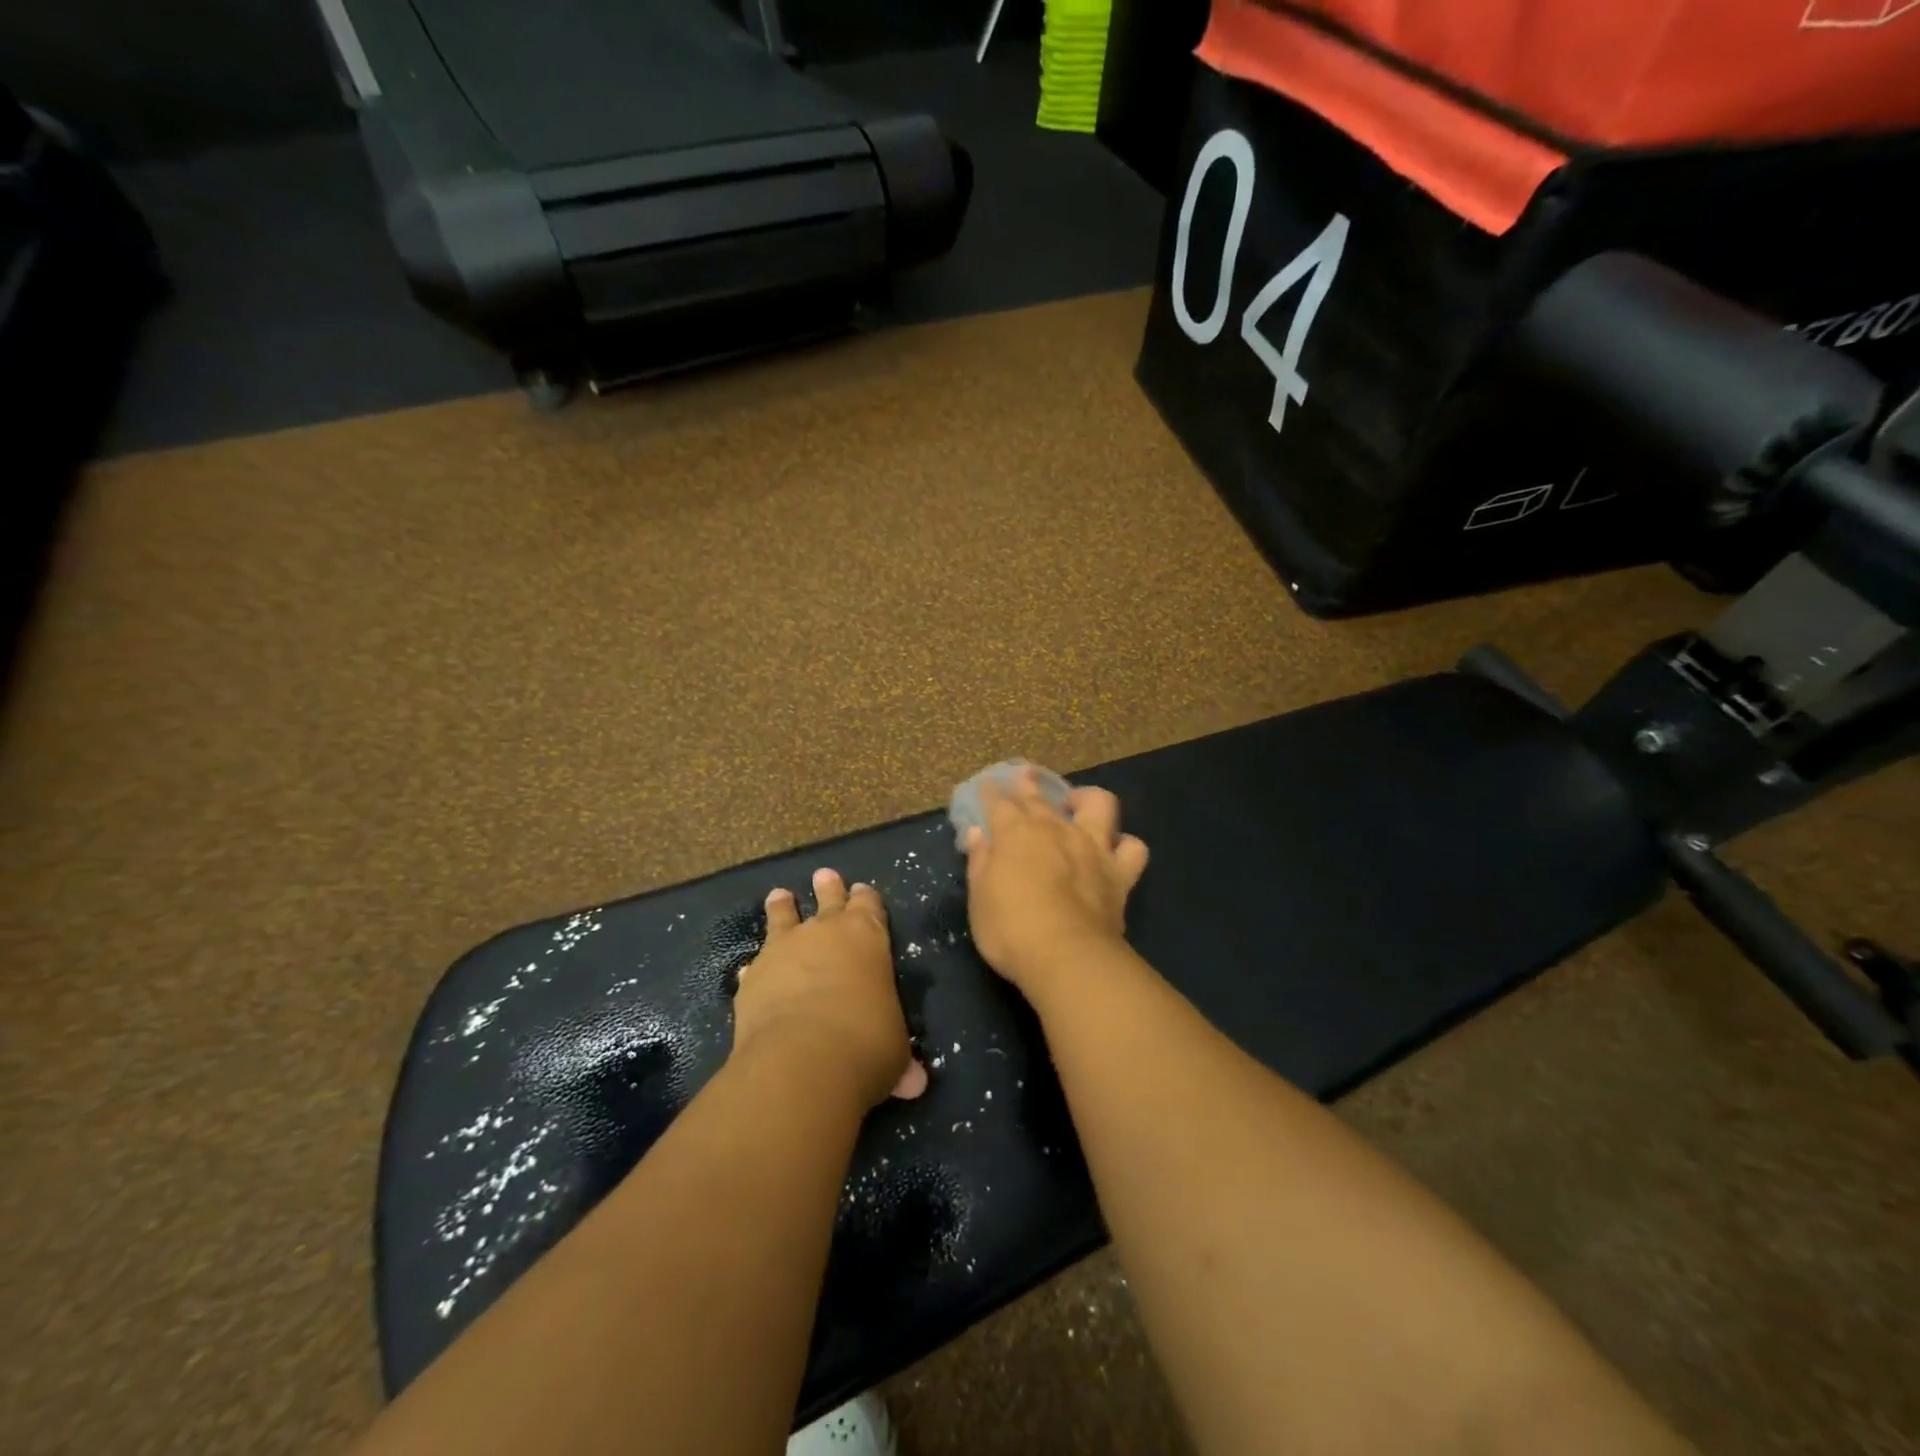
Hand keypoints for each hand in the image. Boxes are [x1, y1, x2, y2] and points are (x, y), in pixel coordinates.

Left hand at [732, 868, 927, 1108]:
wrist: (802, 1059)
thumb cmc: (865, 1044)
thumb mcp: (894, 1051)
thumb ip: (900, 1059)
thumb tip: (915, 1085)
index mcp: (867, 936)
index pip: (869, 905)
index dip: (866, 898)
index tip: (861, 890)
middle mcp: (825, 932)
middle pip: (828, 898)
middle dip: (828, 887)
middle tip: (823, 875)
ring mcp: (784, 950)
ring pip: (783, 916)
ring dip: (782, 907)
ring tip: (779, 896)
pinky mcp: (753, 977)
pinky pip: (756, 963)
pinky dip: (757, 967)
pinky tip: (750, 970)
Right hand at [964, 771, 1148, 996]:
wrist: (1066, 956)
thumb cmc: (1010, 928)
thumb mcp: (980, 898)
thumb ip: (980, 861)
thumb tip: (979, 833)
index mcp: (1015, 833)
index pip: (999, 803)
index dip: (991, 793)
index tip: (987, 787)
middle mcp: (1055, 829)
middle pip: (1040, 797)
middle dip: (1029, 783)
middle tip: (1024, 775)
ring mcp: (1092, 847)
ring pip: (1099, 804)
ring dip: (1087, 799)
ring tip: (1078, 803)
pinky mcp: (1120, 872)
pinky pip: (1132, 848)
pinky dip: (1124, 846)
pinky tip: (1115, 850)